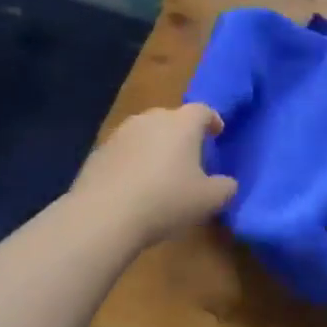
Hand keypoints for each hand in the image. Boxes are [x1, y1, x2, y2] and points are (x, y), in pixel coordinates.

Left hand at [70, 104, 237, 248]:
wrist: (104, 215)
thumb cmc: (166, 200)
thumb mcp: (209, 200)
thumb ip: (225, 188)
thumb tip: (228, 184)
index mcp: (182, 124)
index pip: (203, 111)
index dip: (212, 121)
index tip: (218, 133)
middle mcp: (151, 119)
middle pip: (172, 118)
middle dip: (183, 134)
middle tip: (190, 156)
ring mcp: (121, 133)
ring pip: (146, 133)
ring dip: (156, 147)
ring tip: (161, 172)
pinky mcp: (98, 152)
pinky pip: (125, 151)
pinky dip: (133, 162)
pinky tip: (135, 186)